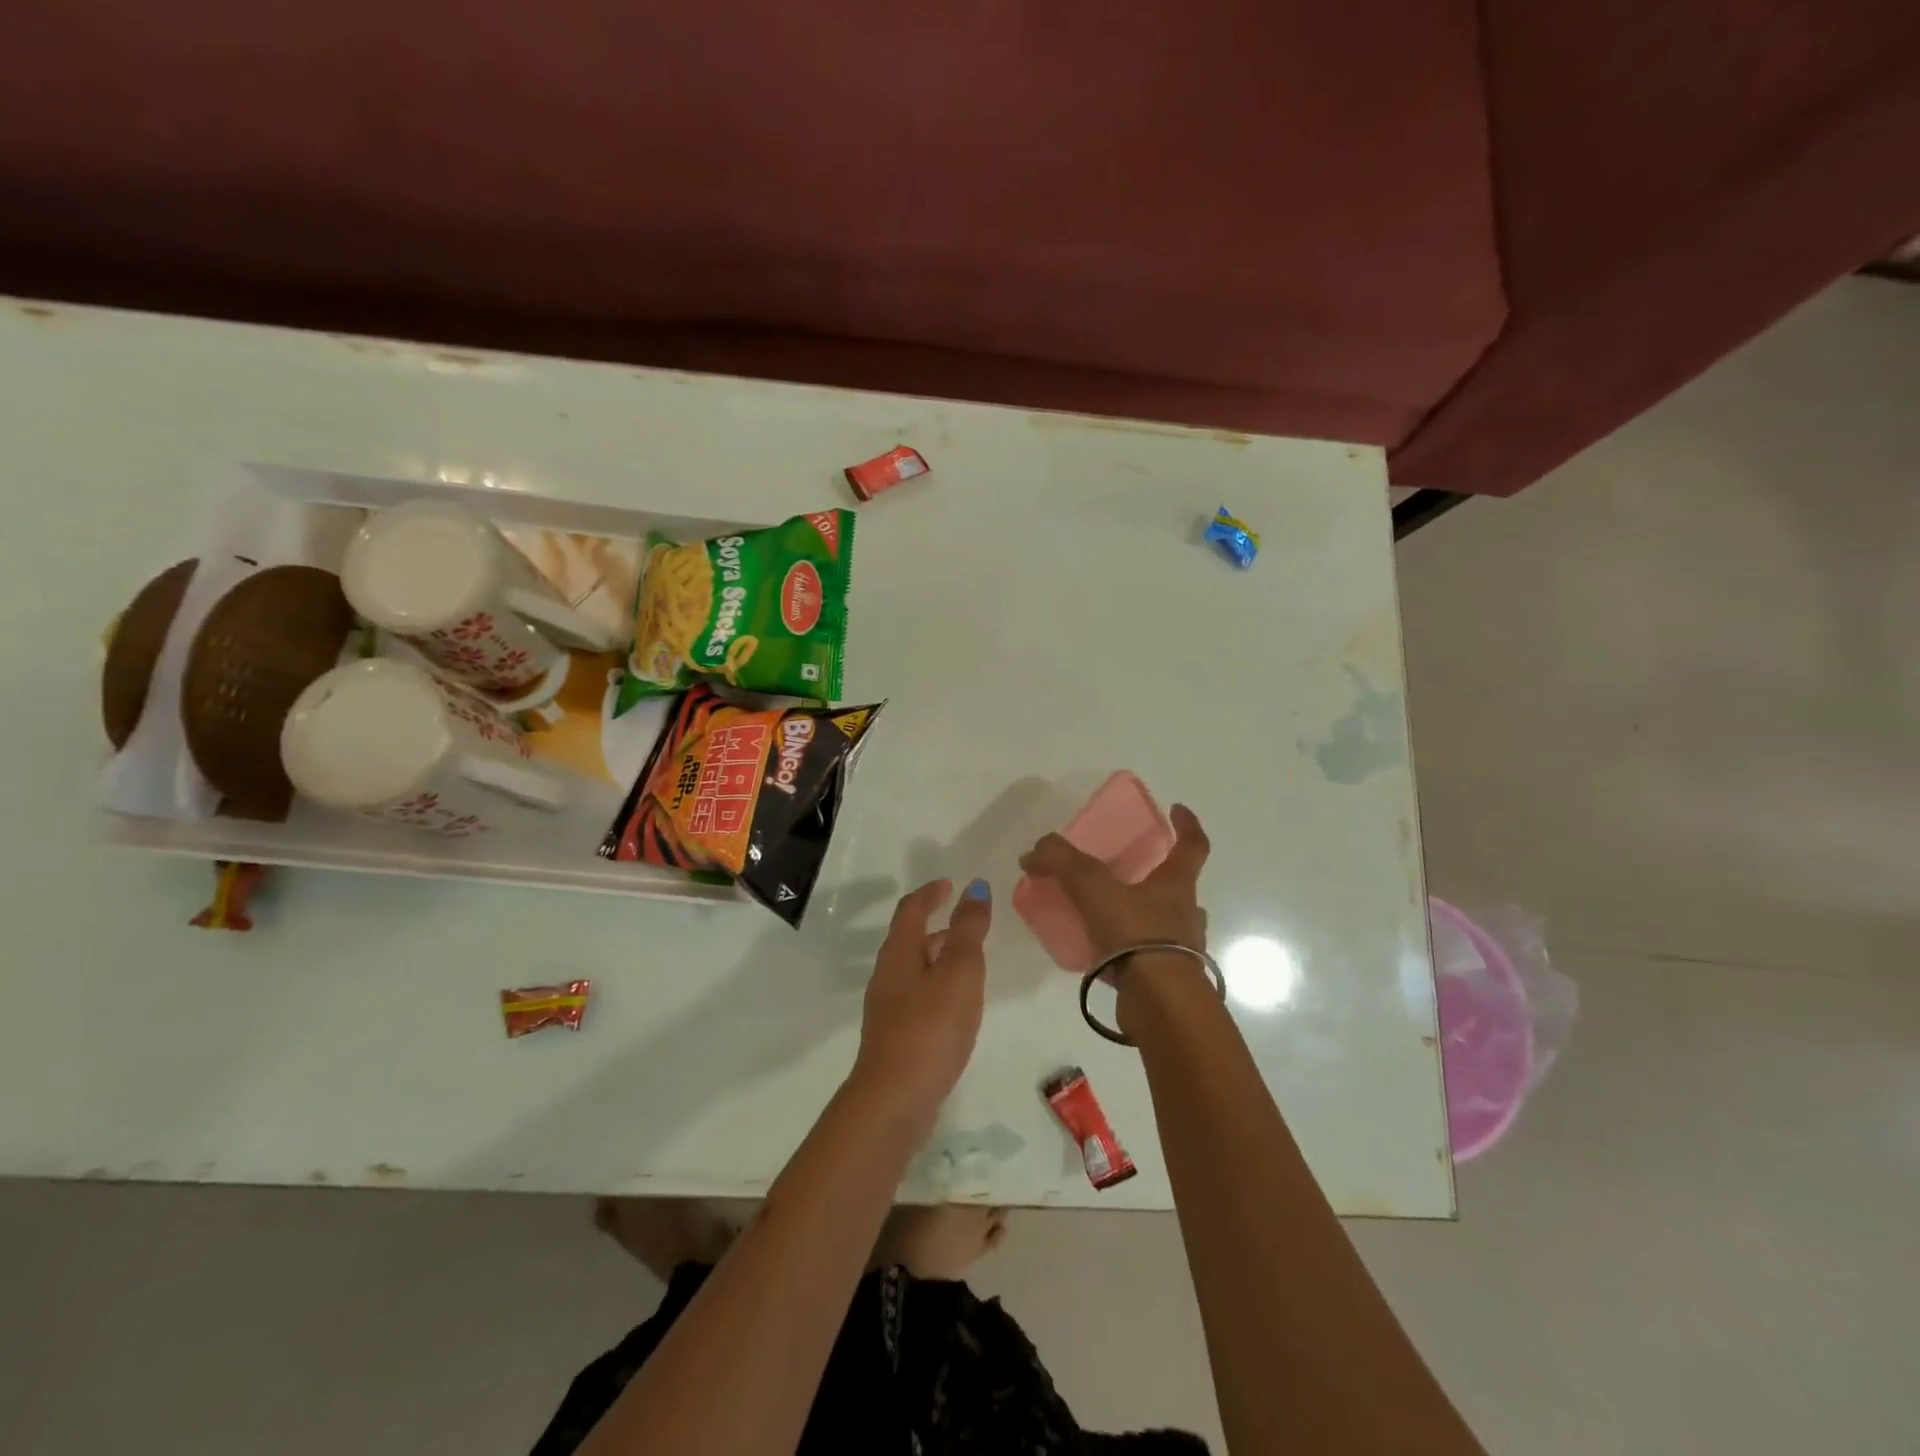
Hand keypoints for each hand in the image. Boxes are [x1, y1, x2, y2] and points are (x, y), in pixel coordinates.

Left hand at [851, 878, 991, 1135]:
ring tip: (970, 962)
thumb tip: (975, 887)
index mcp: (899, 952)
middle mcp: (888, 975)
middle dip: (937, 925)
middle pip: (910, 939)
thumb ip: (969, 929)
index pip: (911, 909)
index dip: (930, 893)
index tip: (949, 884)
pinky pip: (919, 997)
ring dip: (939, 957)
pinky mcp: (896, 1037)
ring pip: (915, 970)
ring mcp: (889, 1008)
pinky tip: (958, 1006)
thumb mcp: (959, 971)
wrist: (895, 1099)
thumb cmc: (930, 1026)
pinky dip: (939, 986)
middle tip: (967, 923)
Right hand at [1018, 803, 1210, 963]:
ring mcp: (1180, 949)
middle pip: (1178, 886)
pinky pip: (1146, 955)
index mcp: (1176, 884)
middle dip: (1156, 874)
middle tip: (1125, 870)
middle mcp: (1185, 913)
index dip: (1187, 824)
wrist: (1160, 1004)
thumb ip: (1062, 862)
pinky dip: (1127, 948)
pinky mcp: (1165, 979)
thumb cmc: (1136, 935)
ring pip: (1164, 923)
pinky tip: (1101, 951)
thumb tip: (1034, 851)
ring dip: (1142, 914)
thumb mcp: (1093, 887)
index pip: (1192, 845)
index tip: (1177, 809)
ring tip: (1107, 913)